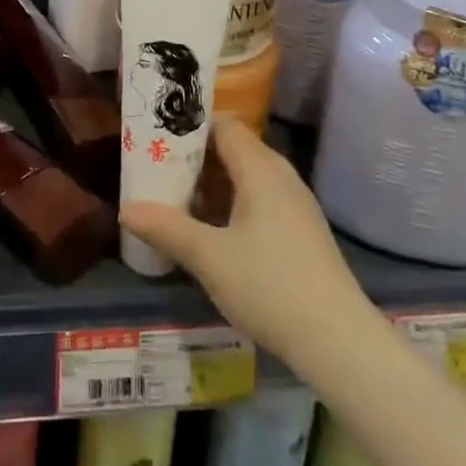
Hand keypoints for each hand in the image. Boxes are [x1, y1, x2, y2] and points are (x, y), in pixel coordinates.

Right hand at [119, 117, 374, 374]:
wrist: (339, 341)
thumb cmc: (270, 285)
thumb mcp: (210, 258)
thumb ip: (167, 229)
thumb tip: (126, 209)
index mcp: (260, 167)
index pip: (222, 125)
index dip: (189, 126)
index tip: (156, 136)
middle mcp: (280, 175)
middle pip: (232, 149)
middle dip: (194, 157)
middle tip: (156, 169)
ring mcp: (294, 203)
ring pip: (245, 177)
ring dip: (211, 184)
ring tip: (175, 199)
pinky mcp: (300, 230)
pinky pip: (259, 199)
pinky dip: (231, 204)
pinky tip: (211, 231)